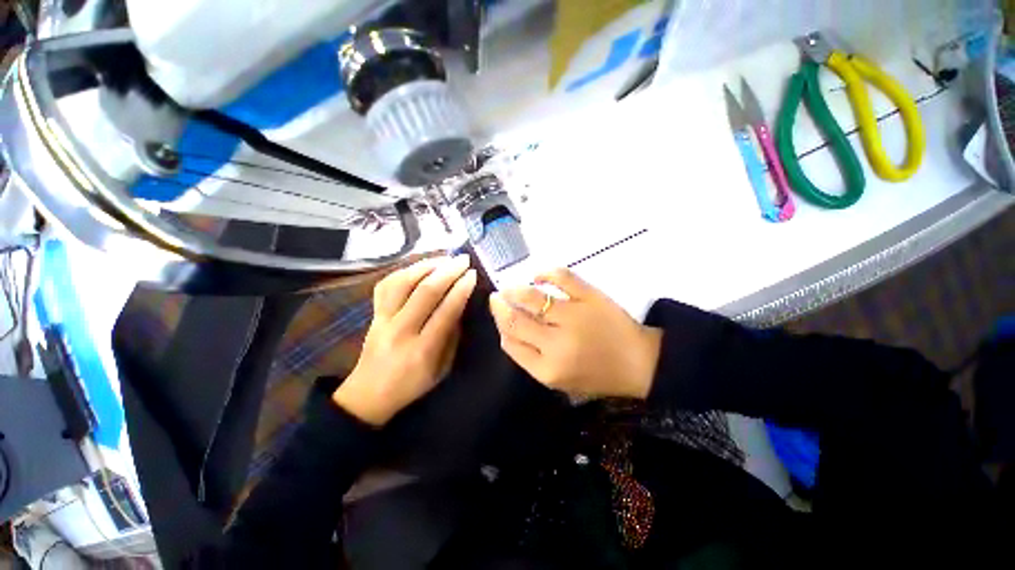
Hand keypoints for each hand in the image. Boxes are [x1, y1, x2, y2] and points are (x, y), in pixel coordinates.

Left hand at [333, 255, 476, 425]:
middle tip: (463, 259)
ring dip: (426, 265)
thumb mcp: (441, 369)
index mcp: (423, 350)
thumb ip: (452, 337)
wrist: (368, 394)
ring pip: (403, 282)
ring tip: (444, 258)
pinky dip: (403, 270)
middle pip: (425, 292)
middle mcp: (401, 330)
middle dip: (448, 271)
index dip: (461, 290)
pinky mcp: (372, 314)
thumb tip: (459, 307)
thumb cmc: (411, 385)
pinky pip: (385, 284)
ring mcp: (382, 320)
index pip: (446, 311)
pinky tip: (419, 266)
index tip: (473, 275)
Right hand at [489, 269, 660, 398]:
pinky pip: (562, 277)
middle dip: (500, 306)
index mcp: (547, 369)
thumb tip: (506, 329)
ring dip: (515, 290)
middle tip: (497, 297)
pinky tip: (538, 276)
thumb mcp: (559, 380)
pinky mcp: (591, 297)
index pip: (510, 342)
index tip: (498, 313)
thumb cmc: (596, 375)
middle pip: (515, 320)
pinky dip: (545, 273)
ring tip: (511, 287)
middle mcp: (557, 344)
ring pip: (532, 297)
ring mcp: (575, 317)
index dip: (500, 325)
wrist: (638, 363)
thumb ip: (529, 358)